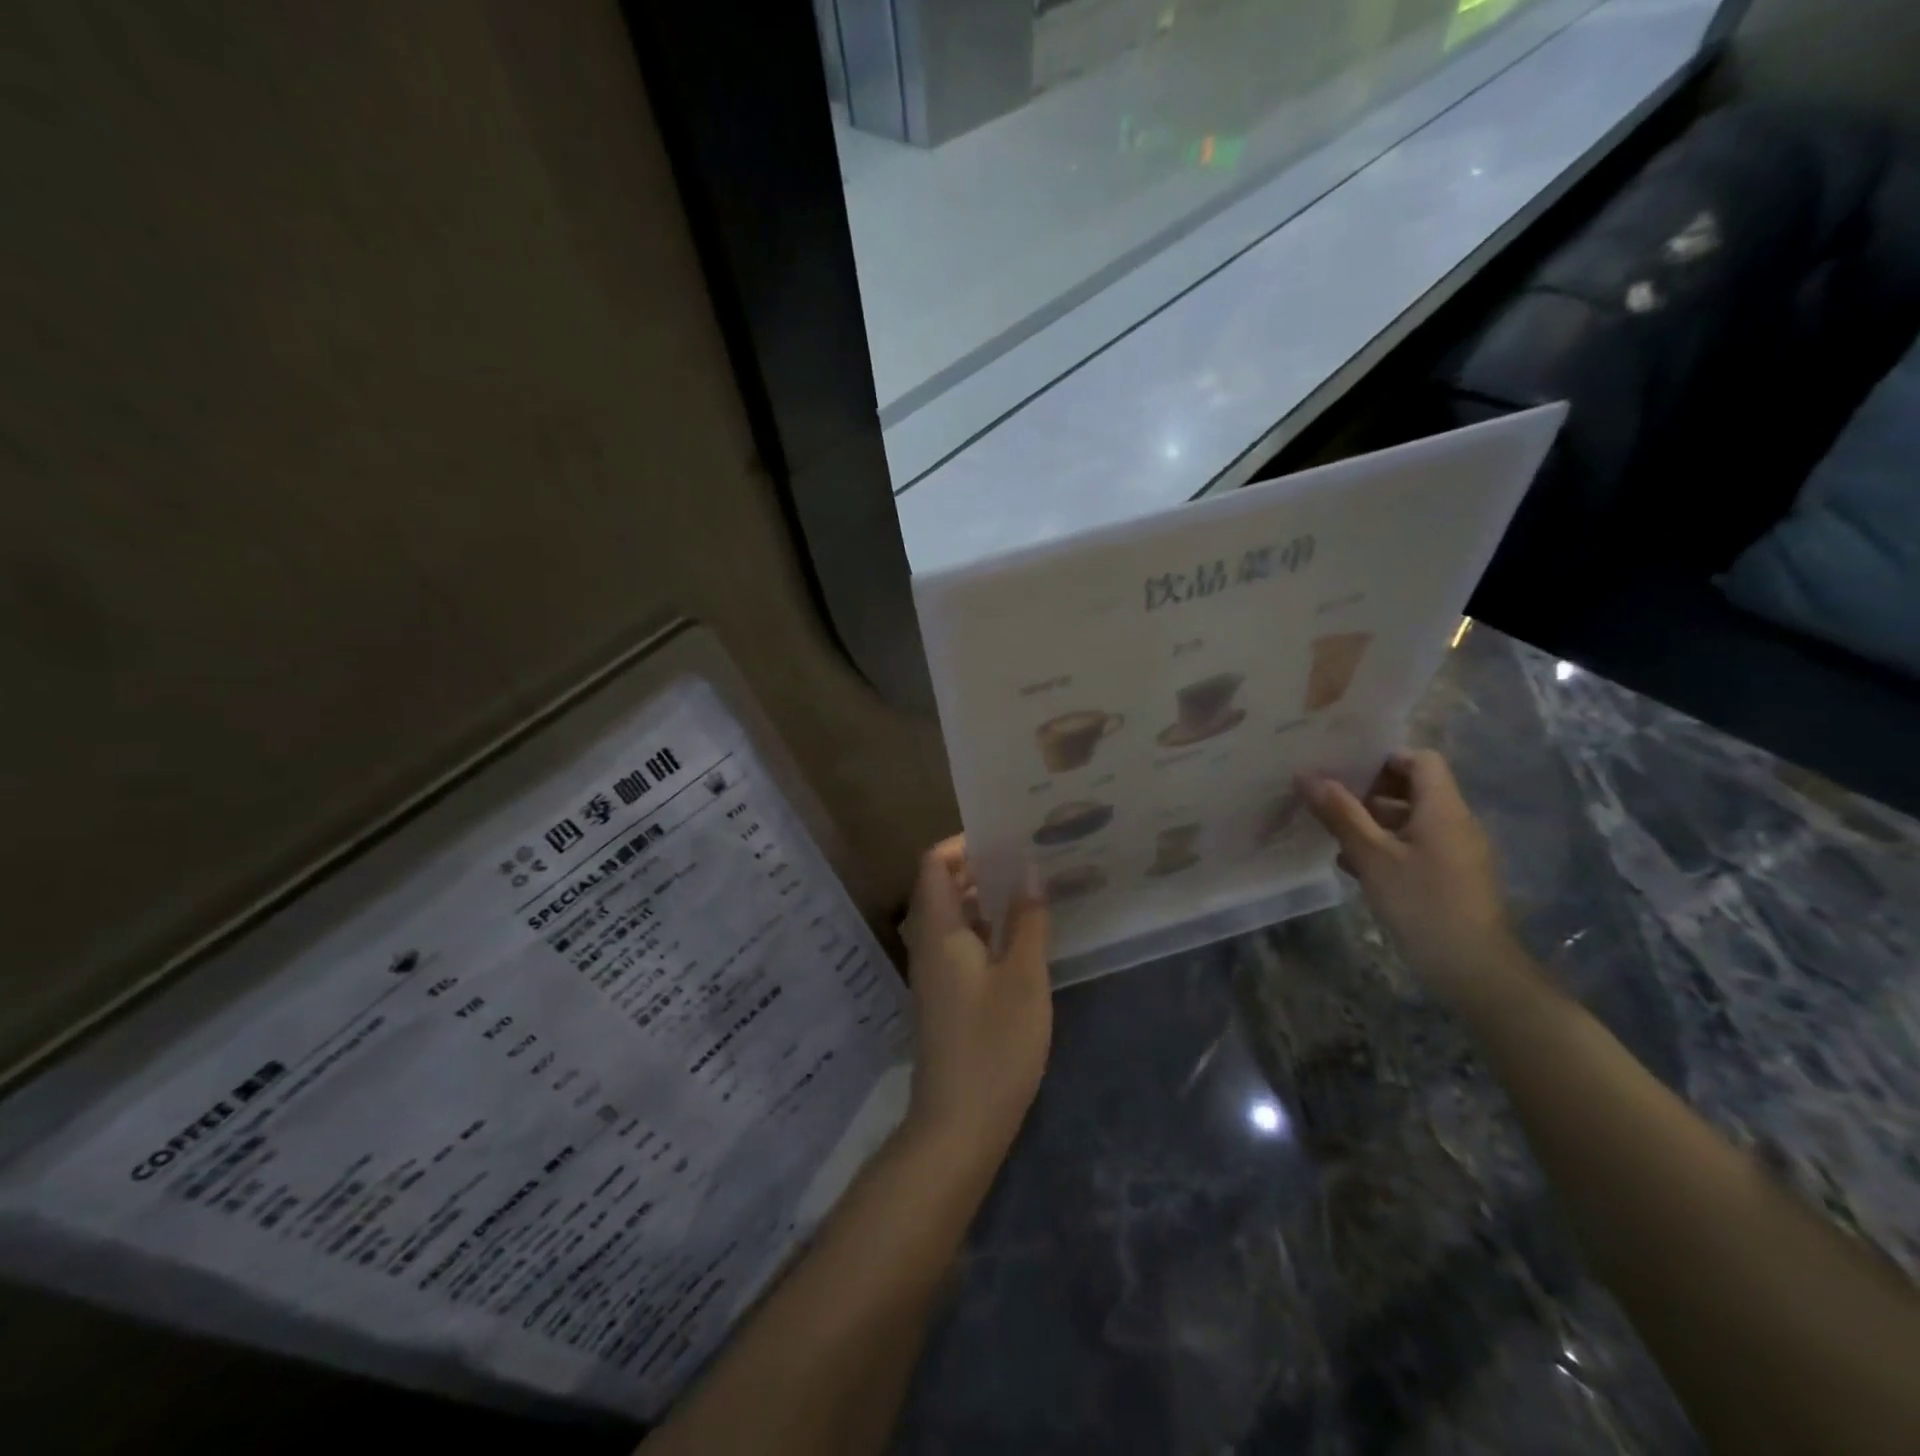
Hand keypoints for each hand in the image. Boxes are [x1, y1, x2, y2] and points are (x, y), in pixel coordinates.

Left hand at [899, 838, 1052, 1169]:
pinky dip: (985, 928)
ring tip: (1031, 888)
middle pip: (942, 887)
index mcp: (939, 931)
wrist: (959, 1124)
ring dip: (985, 898)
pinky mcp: (946, 995)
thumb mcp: (1023, 978)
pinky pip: (959, 943)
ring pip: (953, 916)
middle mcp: (928, 944)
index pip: (934, 864)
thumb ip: (1027, 921)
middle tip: (1027, 858)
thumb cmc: (994, 1045)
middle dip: (980, 867)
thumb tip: (1028, 871)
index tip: (1005, 838)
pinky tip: (1022, 935)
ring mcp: (934, 972)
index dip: (963, 844)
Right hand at [1298, 750, 1525, 1010]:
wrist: (1474, 970)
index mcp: (1443, 809)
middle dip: (1369, 792)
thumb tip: (1306, 776)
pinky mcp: (1451, 878)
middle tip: (1328, 802)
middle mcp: (1455, 823)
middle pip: (1413, 789)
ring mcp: (1456, 852)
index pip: (1420, 760)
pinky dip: (1385, 848)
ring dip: (1372, 823)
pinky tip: (1353, 866)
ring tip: (1332, 834)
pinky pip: (1415, 847)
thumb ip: (1340, 814)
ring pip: (1410, 821)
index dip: (1384, 759)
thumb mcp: (1372, 856)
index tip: (1345, 771)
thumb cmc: (1422, 903)